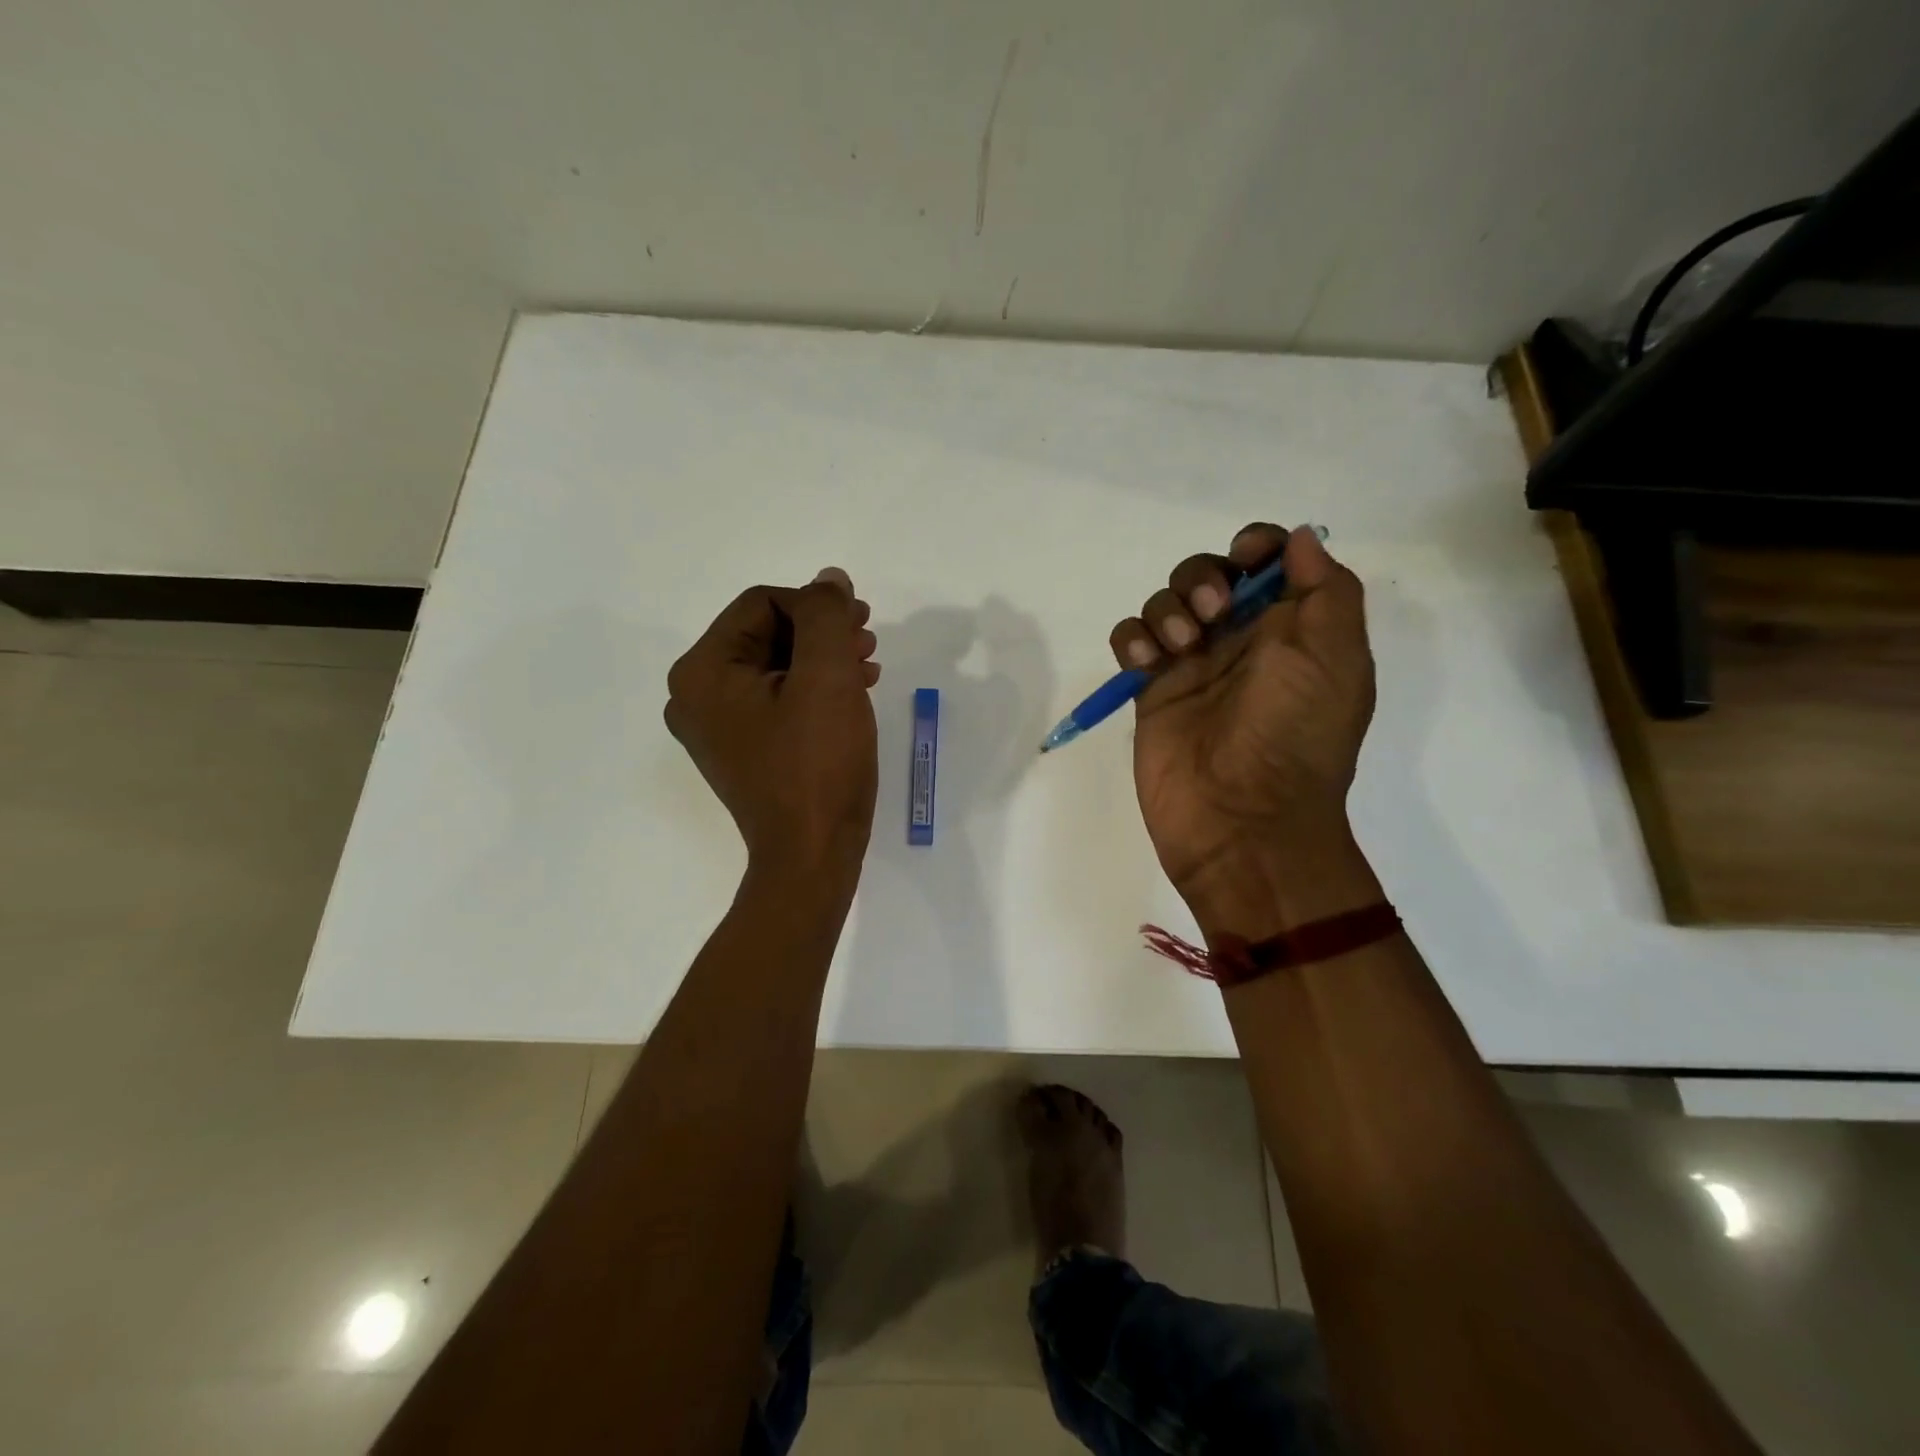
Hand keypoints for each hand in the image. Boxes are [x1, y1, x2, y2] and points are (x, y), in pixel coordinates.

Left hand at [665, 568, 880, 881]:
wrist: (812, 855)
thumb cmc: (817, 764)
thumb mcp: (827, 677)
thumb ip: (826, 616)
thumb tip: (828, 579)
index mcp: (702, 672)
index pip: (761, 604)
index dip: (815, 605)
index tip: (860, 623)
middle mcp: (696, 695)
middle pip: (766, 633)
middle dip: (821, 631)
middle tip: (868, 639)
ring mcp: (717, 727)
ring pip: (775, 666)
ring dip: (823, 657)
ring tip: (867, 665)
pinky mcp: (743, 749)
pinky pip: (777, 699)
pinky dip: (814, 688)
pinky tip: (852, 692)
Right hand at [1109, 523, 1375, 930]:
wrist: (1242, 819)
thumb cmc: (1295, 735)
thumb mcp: (1335, 658)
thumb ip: (1326, 590)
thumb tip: (1301, 539)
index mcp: (1292, 630)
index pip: (1269, 563)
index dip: (1256, 546)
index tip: (1246, 555)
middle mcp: (1241, 641)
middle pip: (1208, 574)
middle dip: (1203, 577)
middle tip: (1212, 614)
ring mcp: (1191, 666)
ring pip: (1165, 603)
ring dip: (1167, 609)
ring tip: (1179, 648)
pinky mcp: (1151, 691)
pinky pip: (1131, 641)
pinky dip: (1132, 638)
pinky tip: (1144, 662)